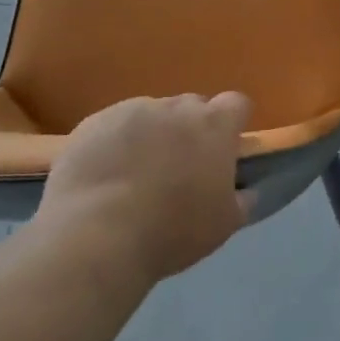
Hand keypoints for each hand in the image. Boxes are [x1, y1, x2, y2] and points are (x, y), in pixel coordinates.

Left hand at [35, 93, 253, 283]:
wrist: (94, 236)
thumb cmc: (172, 230)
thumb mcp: (224, 223)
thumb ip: (242, 198)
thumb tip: (246, 190)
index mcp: (214, 125)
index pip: (236, 104)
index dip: (232, 124)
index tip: (226, 149)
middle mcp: (176, 107)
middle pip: (192, 107)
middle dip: (191, 129)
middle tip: (181, 167)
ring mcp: (131, 111)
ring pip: (151, 115)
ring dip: (152, 135)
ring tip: (136, 173)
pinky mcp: (92, 123)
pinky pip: (113, 126)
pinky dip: (115, 143)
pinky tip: (105, 175)